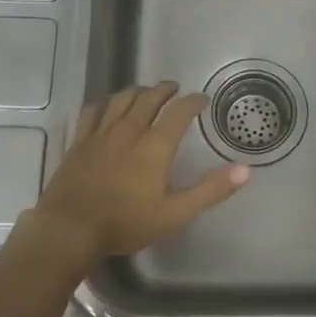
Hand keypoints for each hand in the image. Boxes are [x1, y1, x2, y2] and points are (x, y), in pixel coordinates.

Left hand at [31, 81, 248, 267]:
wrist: (69, 228)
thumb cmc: (126, 222)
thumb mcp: (175, 213)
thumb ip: (210, 190)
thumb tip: (246, 169)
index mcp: (155, 145)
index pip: (179, 111)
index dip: (193, 101)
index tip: (202, 99)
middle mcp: (129, 130)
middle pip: (148, 98)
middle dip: (165, 90)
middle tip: (175, 88)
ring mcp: (100, 133)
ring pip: (121, 99)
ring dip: (137, 91)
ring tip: (145, 91)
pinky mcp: (79, 141)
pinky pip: (92, 111)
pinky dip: (105, 104)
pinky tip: (106, 106)